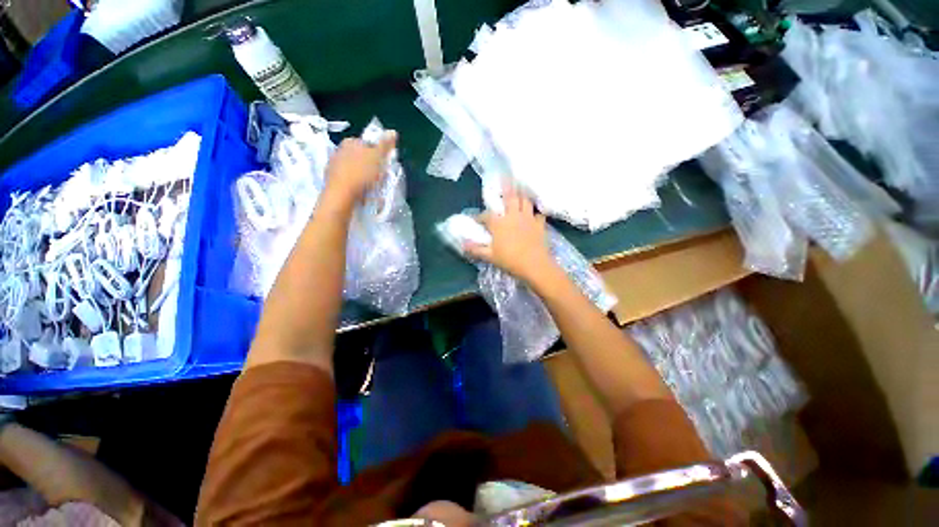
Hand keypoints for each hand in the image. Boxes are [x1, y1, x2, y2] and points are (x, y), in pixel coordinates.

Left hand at [323, 131, 397, 208]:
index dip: (377, 154)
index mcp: (350, 142)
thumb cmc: (361, 173)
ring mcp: (333, 165)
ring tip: (371, 187)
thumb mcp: (378, 157)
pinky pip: (348, 180)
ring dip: (363, 176)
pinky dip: (355, 184)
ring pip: (354, 169)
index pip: (368, 144)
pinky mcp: (331, 180)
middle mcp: (339, 150)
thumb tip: (393, 131)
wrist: (341, 194)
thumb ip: (385, 145)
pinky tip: (361, 193)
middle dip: (370, 166)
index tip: (383, 164)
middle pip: (360, 157)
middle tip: (379, 177)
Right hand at [464, 184, 558, 284]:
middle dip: (506, 187)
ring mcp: (528, 218)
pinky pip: (538, 213)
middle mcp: (513, 216)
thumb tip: (462, 244)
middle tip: (505, 176)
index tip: (476, 220)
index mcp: (499, 223)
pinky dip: (535, 212)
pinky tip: (534, 213)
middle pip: (510, 197)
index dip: (480, 217)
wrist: (534, 265)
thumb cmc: (509, 260)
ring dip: (521, 195)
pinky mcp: (539, 224)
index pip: (486, 216)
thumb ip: (475, 249)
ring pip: (525, 201)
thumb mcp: (489, 256)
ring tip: (519, 191)